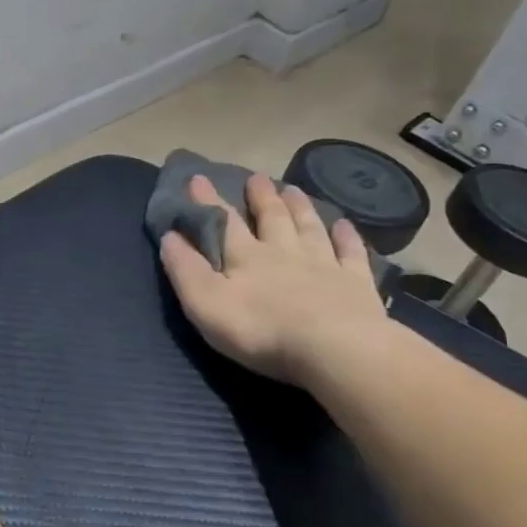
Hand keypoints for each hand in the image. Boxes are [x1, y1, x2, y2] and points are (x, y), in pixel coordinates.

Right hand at [159, 173, 388, 387]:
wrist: (335, 349)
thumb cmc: (262, 330)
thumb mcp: (206, 303)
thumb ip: (185, 269)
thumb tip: (170, 236)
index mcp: (246, 257)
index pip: (223, 221)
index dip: (208, 200)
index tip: (198, 178)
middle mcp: (284, 251)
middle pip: (272, 217)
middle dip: (261, 196)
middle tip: (257, 177)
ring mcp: (324, 265)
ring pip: (309, 228)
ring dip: (299, 207)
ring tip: (293, 189)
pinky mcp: (356, 284)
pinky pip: (351, 253)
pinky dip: (347, 237)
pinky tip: (345, 225)